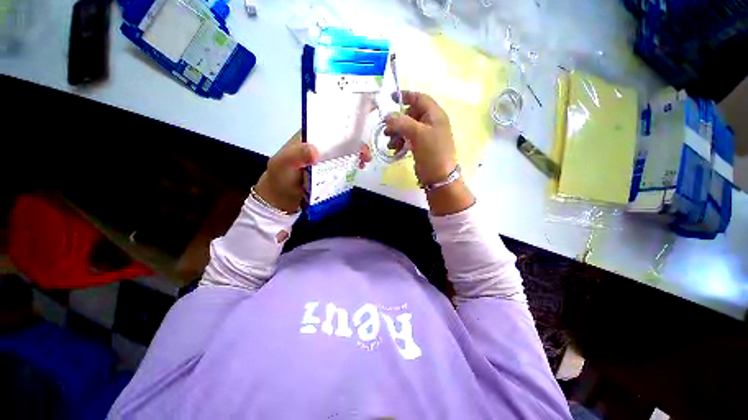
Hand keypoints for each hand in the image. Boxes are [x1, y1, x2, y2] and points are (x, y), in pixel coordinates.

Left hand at [254, 130, 371, 213]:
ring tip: (365, 160)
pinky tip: (359, 167)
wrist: (281, 198)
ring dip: (357, 153)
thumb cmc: (280, 177)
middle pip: (341, 139)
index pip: (328, 125)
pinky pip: (344, 165)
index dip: (344, 124)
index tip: (360, 126)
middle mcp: (320, 145)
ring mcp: (326, 158)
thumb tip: (316, 151)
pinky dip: (354, 164)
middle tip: (365, 152)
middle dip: (356, 142)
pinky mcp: (331, 170)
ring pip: (345, 151)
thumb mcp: (284, 164)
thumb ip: (297, 155)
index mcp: (309, 136)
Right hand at [384, 91, 456, 185]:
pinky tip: (395, 151)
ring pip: (408, 128)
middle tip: (387, 131)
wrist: (439, 177)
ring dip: (397, 135)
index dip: (406, 96)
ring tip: (391, 145)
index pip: (420, 99)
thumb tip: (387, 116)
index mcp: (435, 115)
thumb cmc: (432, 152)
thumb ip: (402, 122)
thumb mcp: (418, 134)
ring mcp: (427, 135)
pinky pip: (408, 139)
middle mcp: (431, 122)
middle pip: (411, 115)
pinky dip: (401, 143)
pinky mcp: (422, 147)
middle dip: (397, 122)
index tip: (390, 98)